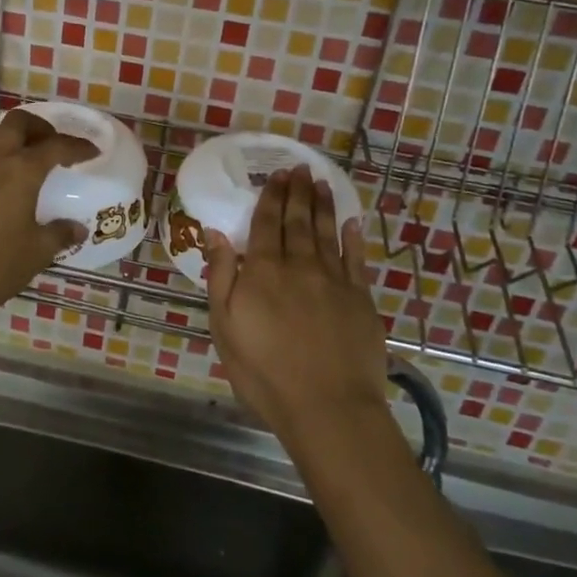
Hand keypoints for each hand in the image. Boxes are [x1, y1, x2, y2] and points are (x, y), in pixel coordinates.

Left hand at [0, 108, 96, 312]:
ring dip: (12, 132)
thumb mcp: (37, 252)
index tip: (93, 152)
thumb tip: (78, 228)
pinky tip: (3, 175)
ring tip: (26, 151)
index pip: (55, 146)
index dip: (77, 146)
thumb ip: (60, 235)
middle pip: (18, 122)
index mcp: (22, 171)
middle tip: (55, 143)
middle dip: (41, 126)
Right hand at [207, 166, 390, 440]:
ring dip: (323, 205)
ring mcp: (334, 280)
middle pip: (298, 221)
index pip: (266, 224)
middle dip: (298, 192)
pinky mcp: (360, 299)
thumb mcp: (225, 327)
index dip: (271, 197)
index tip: (276, 175)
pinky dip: (353, 237)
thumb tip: (216, 233)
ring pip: (327, 232)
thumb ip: (221, 276)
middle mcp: (299, 266)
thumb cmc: (265, 372)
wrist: (327, 408)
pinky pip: (356, 258)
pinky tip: (351, 221)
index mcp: (263, 271)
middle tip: (299, 168)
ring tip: (321, 182)